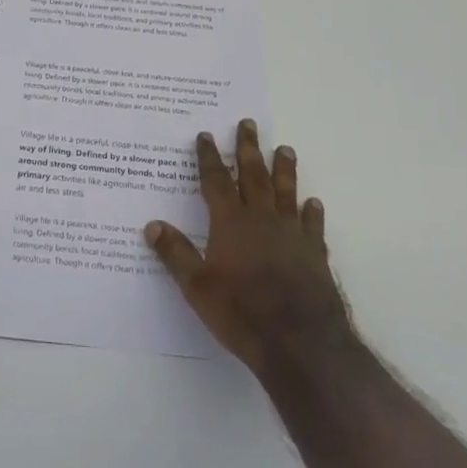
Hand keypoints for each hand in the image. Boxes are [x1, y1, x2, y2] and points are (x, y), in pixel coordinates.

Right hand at [145, 119, 351, 378]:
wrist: (302, 343)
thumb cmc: (242, 312)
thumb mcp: (197, 286)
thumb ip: (176, 254)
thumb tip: (151, 225)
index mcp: (230, 223)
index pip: (216, 181)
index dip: (209, 158)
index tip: (206, 135)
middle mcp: (262, 220)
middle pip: (253, 176)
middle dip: (248, 149)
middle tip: (248, 124)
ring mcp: (292, 235)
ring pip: (286, 192)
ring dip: (284, 169)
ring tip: (285, 148)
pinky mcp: (315, 255)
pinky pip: (312, 225)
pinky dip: (311, 212)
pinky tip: (313, 203)